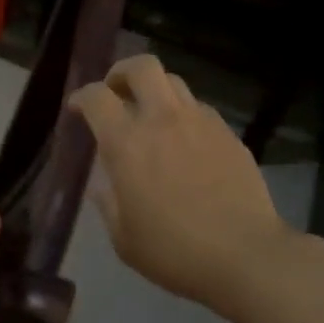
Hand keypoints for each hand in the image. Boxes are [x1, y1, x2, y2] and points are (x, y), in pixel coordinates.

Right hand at [69, 55, 292, 315]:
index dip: (81, 96)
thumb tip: (102, 187)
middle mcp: (162, 120)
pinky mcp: (228, 134)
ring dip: (155, 91)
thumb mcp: (125, 239)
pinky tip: (185, 141)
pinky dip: (184, 115)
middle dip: (122, 72)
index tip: (76, 109)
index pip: (97, 97)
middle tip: (116, 92)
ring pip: (174, 82)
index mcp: (127, 143)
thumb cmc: (175, 251)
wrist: (246, 256)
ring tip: (151, 115)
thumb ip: (108, 205)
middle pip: (142, 67)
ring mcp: (200, 123)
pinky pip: (200, 109)